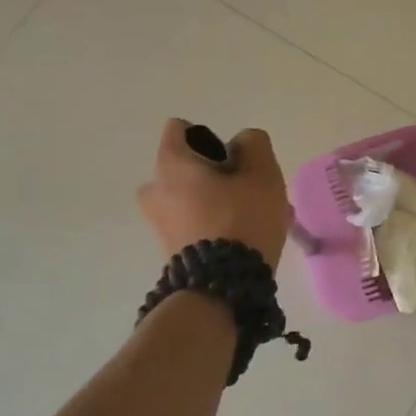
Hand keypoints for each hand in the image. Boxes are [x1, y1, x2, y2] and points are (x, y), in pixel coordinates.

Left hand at [137, 120, 290, 266]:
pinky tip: (240, 238)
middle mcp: (154, 189)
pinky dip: (212, 223)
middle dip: (215, 174)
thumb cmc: (242, 219)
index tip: (233, 161)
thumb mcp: (262, 173)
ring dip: (216, 201)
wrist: (223, 286)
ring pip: (191, 196)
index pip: (180, 129)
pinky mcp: (168, 248)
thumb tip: (242, 143)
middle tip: (246, 192)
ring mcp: (157, 221)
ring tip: (249, 218)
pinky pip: (192, 222)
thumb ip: (254, 144)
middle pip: (186, 166)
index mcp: (170, 164)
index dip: (210, 138)